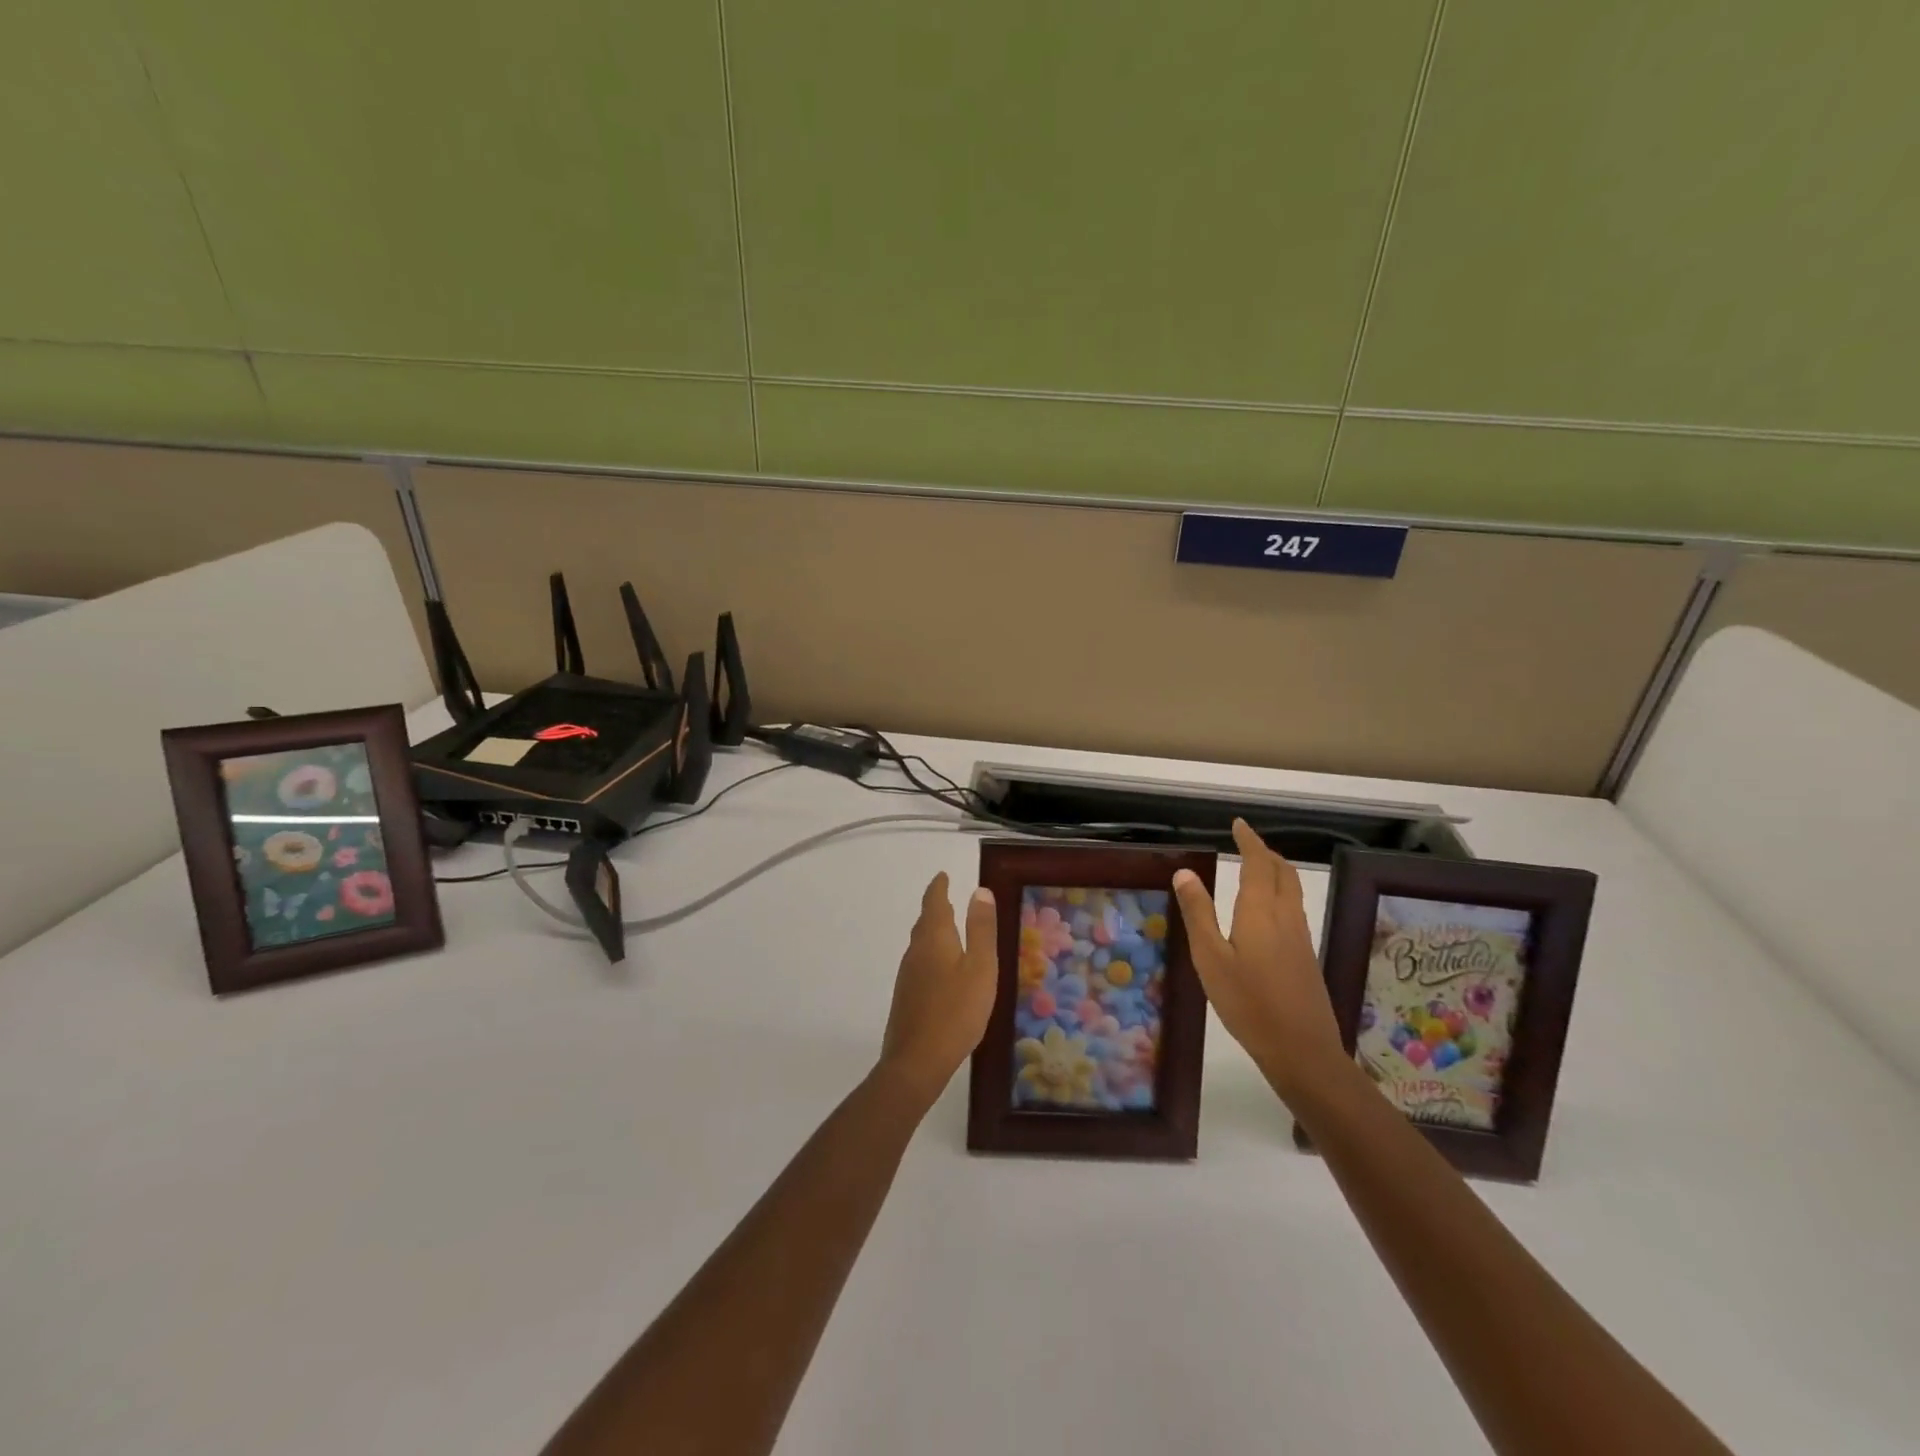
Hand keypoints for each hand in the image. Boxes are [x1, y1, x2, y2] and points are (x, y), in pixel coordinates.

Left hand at [878, 873, 998, 1104]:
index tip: (943, 875)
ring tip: (948, 929)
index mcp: (934, 939)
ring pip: (920, 944)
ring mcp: (907, 976)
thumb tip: (979, 890)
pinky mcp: (906, 998)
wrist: (916, 1062)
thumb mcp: (980, 968)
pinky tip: (941, 970)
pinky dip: (931, 954)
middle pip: (924, 923)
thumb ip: (981, 930)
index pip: (934, 903)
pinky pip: (919, 964)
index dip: (939, 888)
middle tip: (947, 898)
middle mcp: (915, 952)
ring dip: (933, 931)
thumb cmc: (956, 1011)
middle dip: (936, 908)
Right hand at [1173, 820, 1347, 1103]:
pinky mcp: (1305, 956)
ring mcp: (1300, 937)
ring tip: (1256, 868)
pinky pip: (1293, 909)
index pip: (1258, 863)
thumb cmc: (1247, 1003)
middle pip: (1283, 873)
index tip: (1239, 824)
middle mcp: (1285, 917)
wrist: (1302, 1050)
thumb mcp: (1210, 958)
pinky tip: (1265, 911)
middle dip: (1266, 853)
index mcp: (1260, 911)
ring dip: (1276, 872)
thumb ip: (1198, 914)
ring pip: (1292, 891)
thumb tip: (1185, 873)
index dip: (1249, 841)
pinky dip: (1280, 893)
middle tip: (1247, 843)